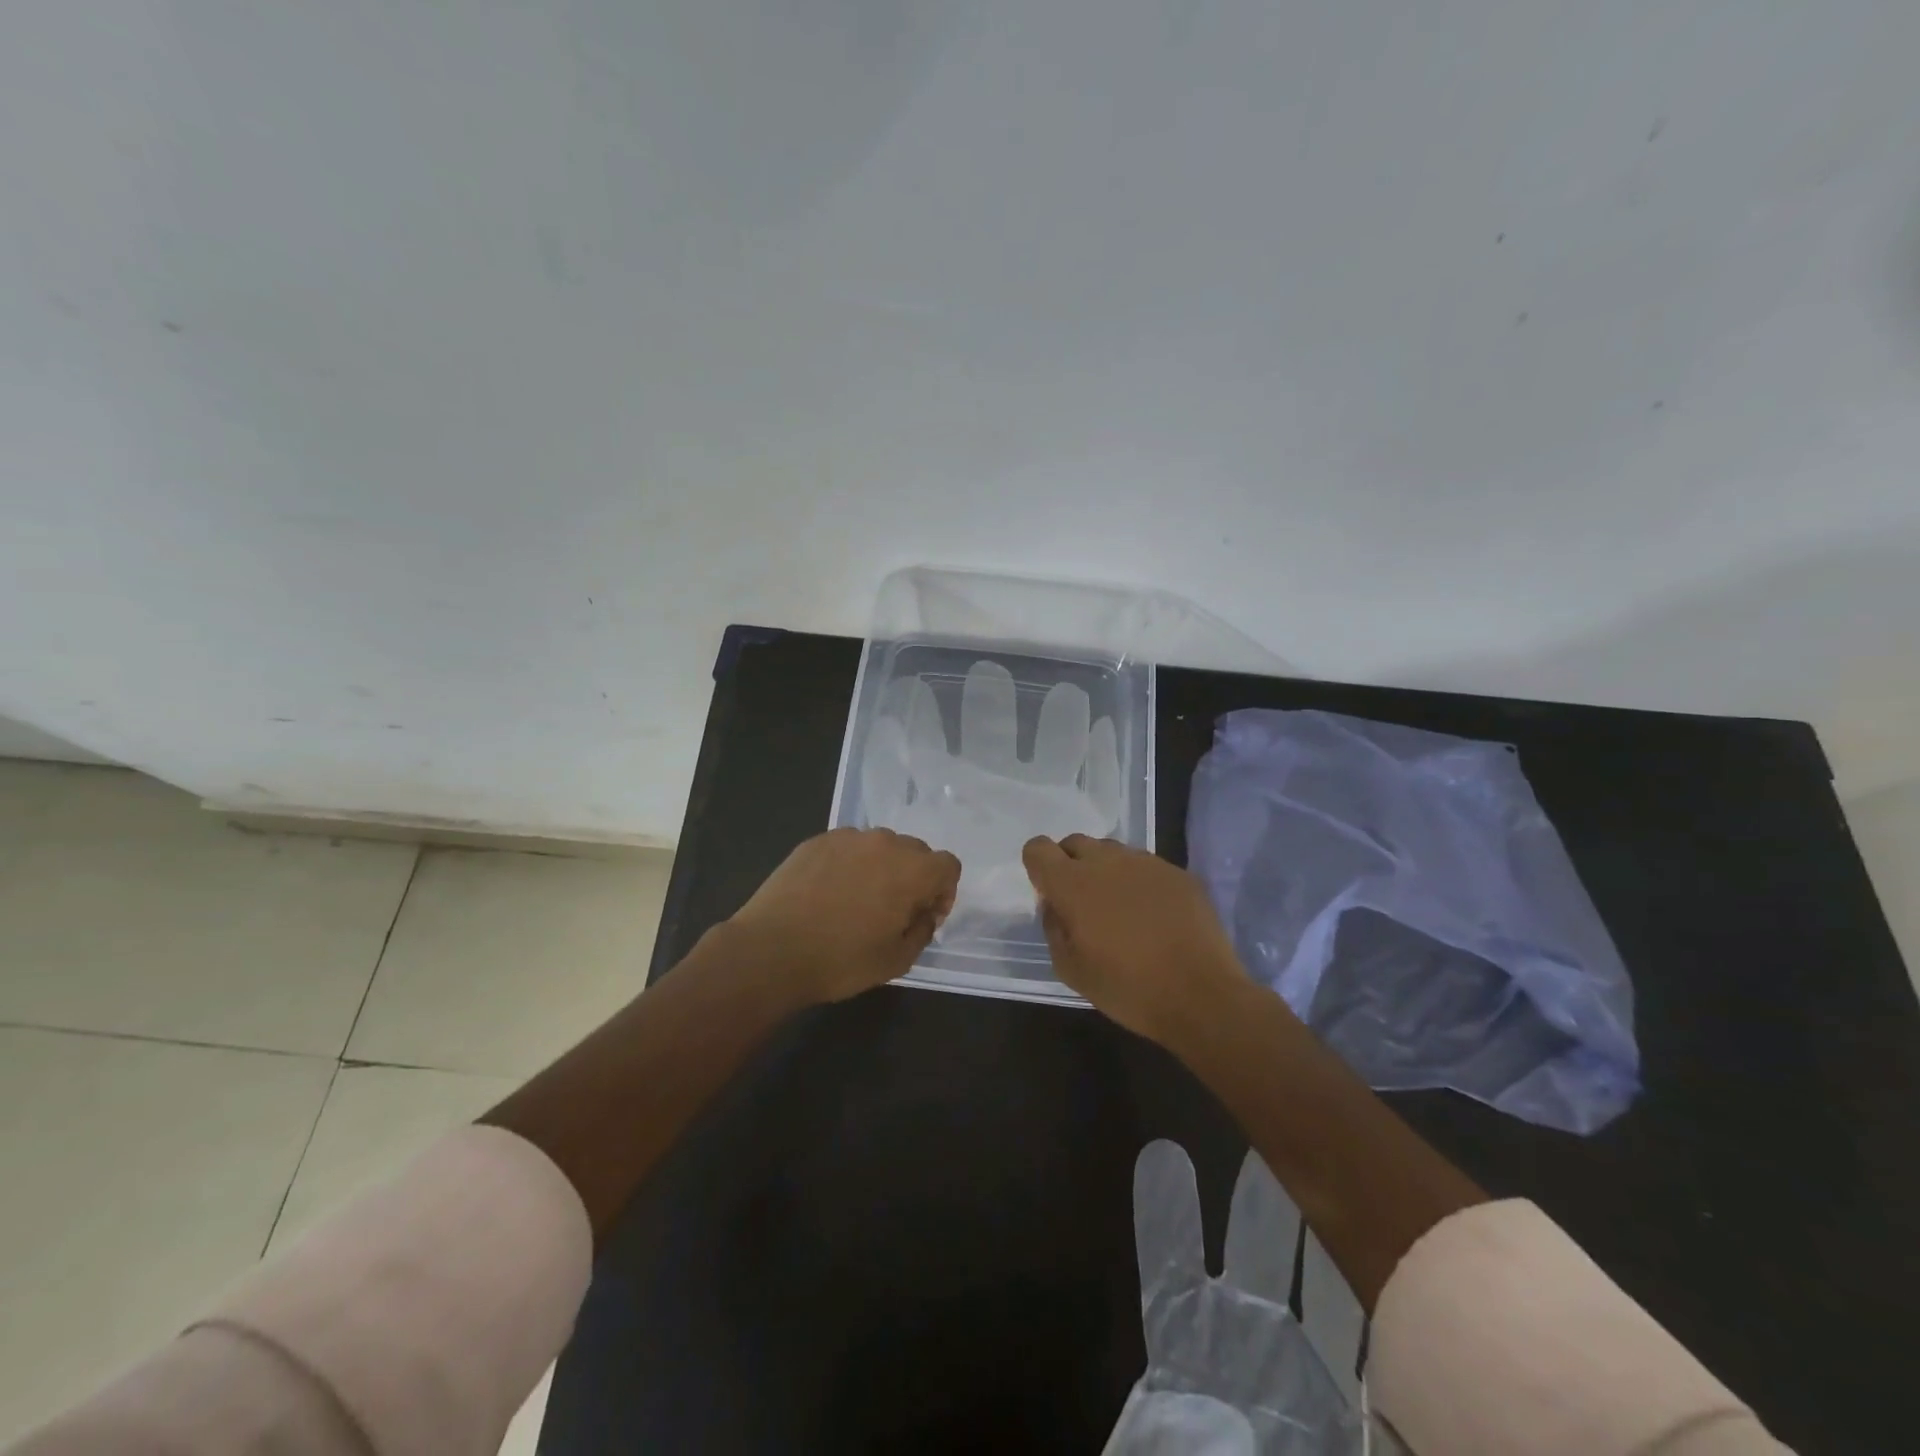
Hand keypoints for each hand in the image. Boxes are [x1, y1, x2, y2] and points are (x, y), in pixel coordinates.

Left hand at [727, 828, 961, 1003]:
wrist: (771, 951)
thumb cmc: (841, 961)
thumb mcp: (897, 960)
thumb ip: (922, 931)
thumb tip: (924, 914)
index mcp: (912, 870)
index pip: (948, 865)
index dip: (943, 892)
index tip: (924, 916)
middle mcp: (884, 843)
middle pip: (916, 851)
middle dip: (914, 877)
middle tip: (894, 910)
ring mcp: (847, 837)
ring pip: (880, 846)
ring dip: (881, 868)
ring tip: (857, 900)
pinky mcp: (816, 841)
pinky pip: (847, 847)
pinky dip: (849, 864)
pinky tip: (828, 893)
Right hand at [1022, 834, 1245, 1041]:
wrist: (1200, 995)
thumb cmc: (1127, 987)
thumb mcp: (1071, 969)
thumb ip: (1054, 928)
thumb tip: (1055, 905)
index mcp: (1072, 883)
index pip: (1038, 849)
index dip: (1037, 866)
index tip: (1049, 892)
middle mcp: (1106, 861)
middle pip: (1075, 843)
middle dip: (1071, 864)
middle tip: (1083, 903)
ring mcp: (1145, 862)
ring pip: (1112, 852)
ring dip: (1106, 871)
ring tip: (1121, 909)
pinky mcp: (1177, 872)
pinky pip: (1146, 866)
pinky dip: (1140, 883)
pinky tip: (1154, 916)